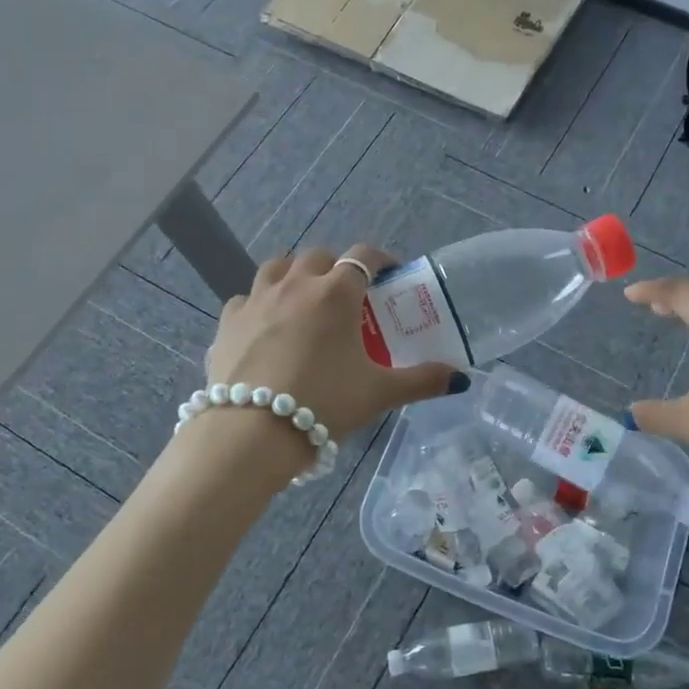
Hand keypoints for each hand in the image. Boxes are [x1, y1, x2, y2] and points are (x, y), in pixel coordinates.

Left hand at [206, 244, 461, 444]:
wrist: (251, 431)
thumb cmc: (324, 404)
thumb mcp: (379, 393)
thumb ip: (422, 381)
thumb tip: (461, 379)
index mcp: (335, 293)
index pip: (363, 257)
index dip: (380, 260)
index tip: (390, 275)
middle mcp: (295, 284)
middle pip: (317, 256)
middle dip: (335, 267)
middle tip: (347, 296)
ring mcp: (256, 300)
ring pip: (276, 267)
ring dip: (294, 275)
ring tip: (303, 300)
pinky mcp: (227, 322)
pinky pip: (245, 299)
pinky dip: (258, 304)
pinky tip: (264, 327)